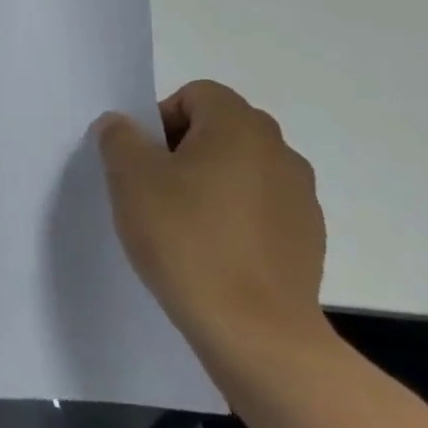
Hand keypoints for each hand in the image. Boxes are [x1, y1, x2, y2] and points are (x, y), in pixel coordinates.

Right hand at [94, 81, 327, 366]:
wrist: (255, 333)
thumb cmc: (186, 239)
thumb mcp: (130, 178)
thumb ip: (119, 138)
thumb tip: (122, 125)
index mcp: (240, 127)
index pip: (195, 94)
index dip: (160, 119)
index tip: (142, 160)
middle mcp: (279, 151)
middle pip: (220, 129)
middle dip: (183, 149)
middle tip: (154, 188)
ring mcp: (301, 198)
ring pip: (241, 169)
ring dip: (210, 183)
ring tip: (182, 225)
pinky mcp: (308, 240)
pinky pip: (260, 209)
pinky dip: (234, 218)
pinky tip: (212, 253)